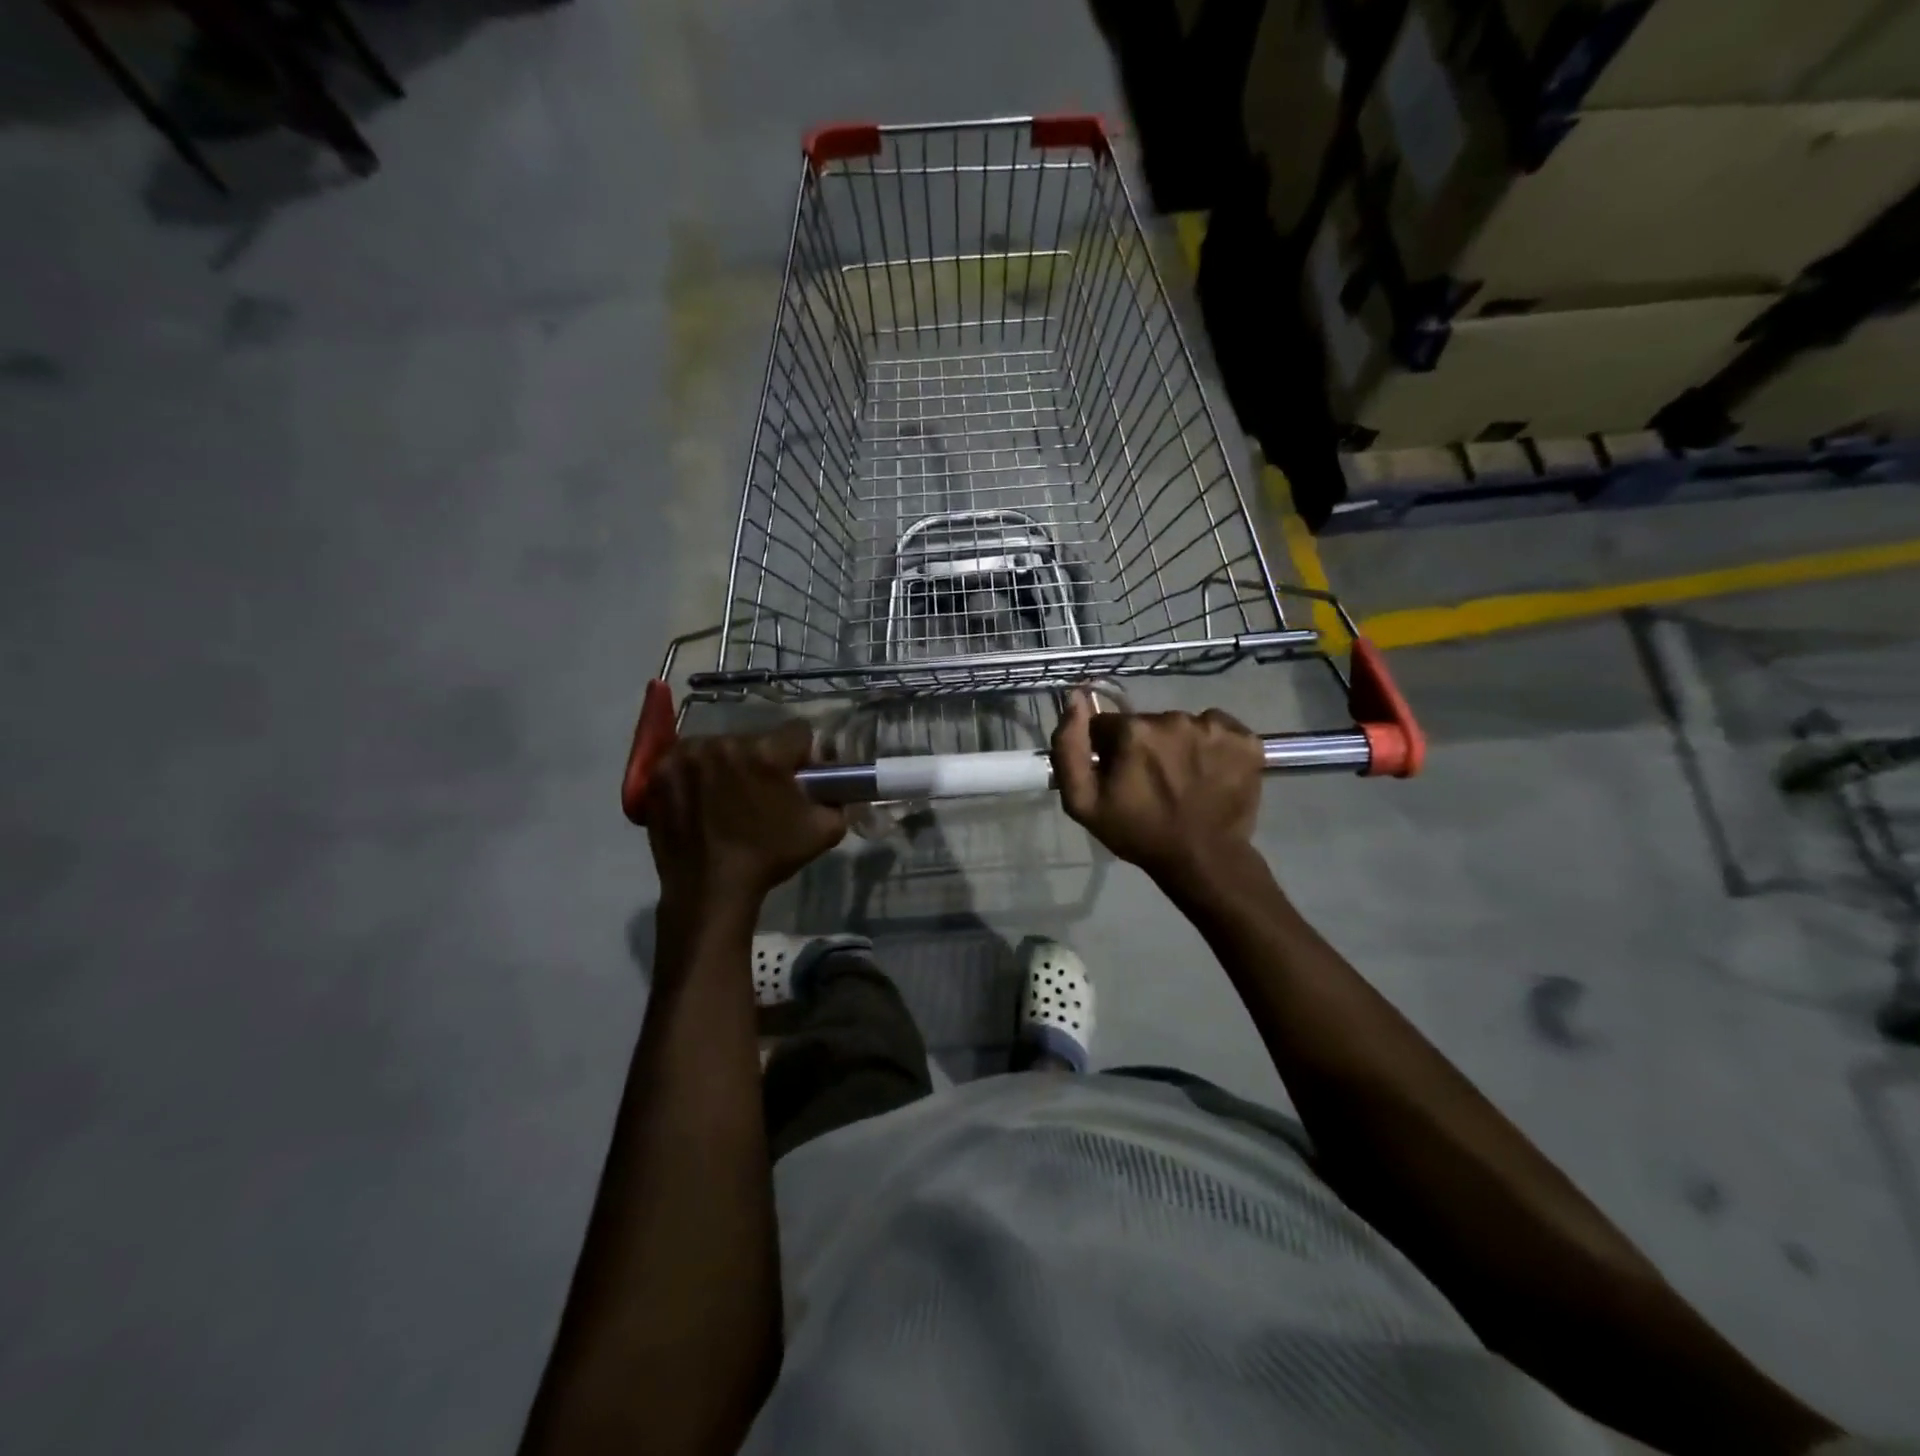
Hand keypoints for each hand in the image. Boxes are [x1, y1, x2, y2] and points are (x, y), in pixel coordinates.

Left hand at [644, 720, 846, 911]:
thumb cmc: (768, 858)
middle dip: (763, 760)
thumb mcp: (824, 831)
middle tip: (762, 794)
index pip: (798, 732)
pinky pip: (687, 759)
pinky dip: (695, 773)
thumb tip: (834, 787)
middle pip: (756, 739)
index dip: (803, 755)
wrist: (710, 890)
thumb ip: (838, 799)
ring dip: (729, 764)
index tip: (798, 778)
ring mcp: (687, 755)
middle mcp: (725, 743)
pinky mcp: (659, 771)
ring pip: (720, 746)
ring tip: (727, 798)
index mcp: (767, 753)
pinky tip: (700, 798)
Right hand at [1051, 689, 1262, 883]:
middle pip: (1147, 724)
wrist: (1203, 860)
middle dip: (1144, 747)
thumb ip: (1068, 748)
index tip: (1119, 777)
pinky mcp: (1246, 740)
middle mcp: (1174, 719)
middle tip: (1151, 784)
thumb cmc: (1138, 833)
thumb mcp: (1083, 803)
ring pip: (1183, 726)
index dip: (1108, 751)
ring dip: (1179, 746)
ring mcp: (1214, 728)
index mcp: (1133, 731)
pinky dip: (1214, 746)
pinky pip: (1219, 729)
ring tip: (1183, 781)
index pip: (1108, 725)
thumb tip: (1075, 698)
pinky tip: (1211, 772)